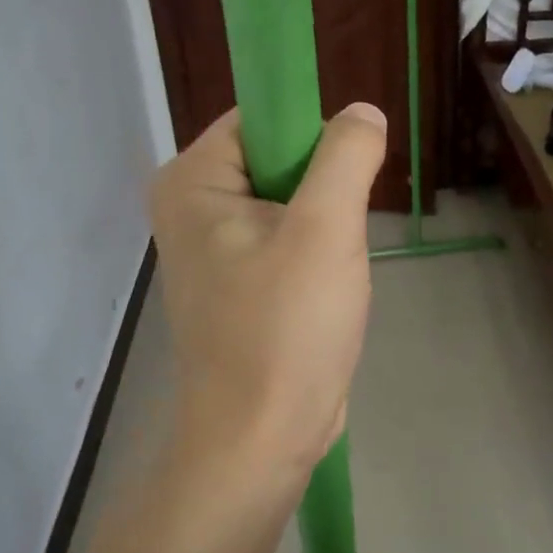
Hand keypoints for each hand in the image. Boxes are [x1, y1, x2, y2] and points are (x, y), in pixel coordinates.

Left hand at [150, 104, 385, 477]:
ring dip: (324, 227)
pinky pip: (285, 240)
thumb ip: (345, 156)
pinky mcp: (235, 282)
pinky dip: (314, 255)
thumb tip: (361, 112)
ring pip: (288, 202)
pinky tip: (322, 294)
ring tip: (331, 272)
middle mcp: (190, 207)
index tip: (345, 180)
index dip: (311, 136)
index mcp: (191, 181)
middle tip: (339, 235)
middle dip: (322, 191)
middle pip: (276, 159)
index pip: (261, 118)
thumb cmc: (284, 330)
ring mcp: (211, 247)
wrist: (260, 440)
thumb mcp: (325, 230)